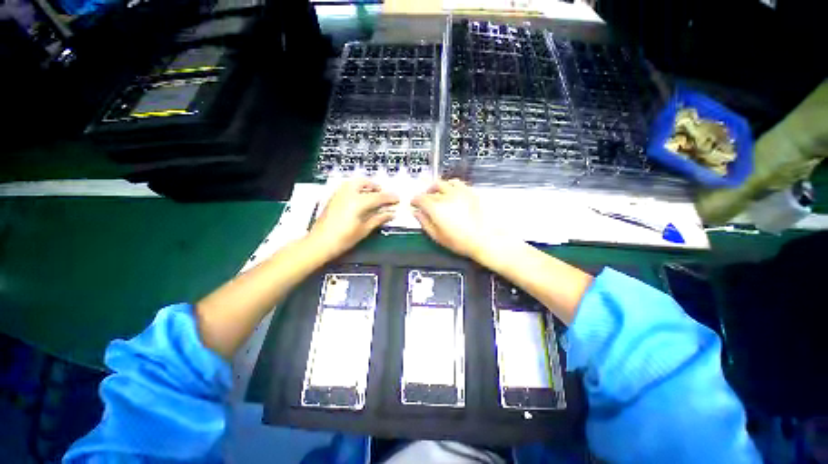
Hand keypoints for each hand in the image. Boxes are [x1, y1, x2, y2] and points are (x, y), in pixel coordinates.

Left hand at [309, 179, 398, 258]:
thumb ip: (378, 218)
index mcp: (358, 202)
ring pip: (354, 182)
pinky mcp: (333, 197)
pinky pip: (347, 186)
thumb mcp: (364, 230)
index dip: (389, 198)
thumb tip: (391, 213)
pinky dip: (356, 187)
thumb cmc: (344, 239)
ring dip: (365, 185)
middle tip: (383, 195)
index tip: (397, 198)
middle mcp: (348, 193)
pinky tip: (359, 197)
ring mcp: (339, 194)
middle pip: (364, 183)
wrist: (319, 243)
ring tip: (371, 194)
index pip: (378, 197)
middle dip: (375, 187)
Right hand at [411, 179, 503, 259]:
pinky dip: (450, 185)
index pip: (420, 199)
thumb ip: (424, 223)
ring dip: (436, 187)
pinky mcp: (469, 192)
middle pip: (431, 190)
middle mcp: (446, 197)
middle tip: (423, 199)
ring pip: (443, 183)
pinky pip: (457, 183)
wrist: (484, 240)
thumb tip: (417, 213)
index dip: (415, 200)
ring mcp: (459, 193)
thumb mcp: (437, 236)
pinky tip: (450, 191)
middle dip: (424, 194)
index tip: (414, 204)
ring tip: (435, 192)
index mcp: (436, 209)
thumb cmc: (460, 241)